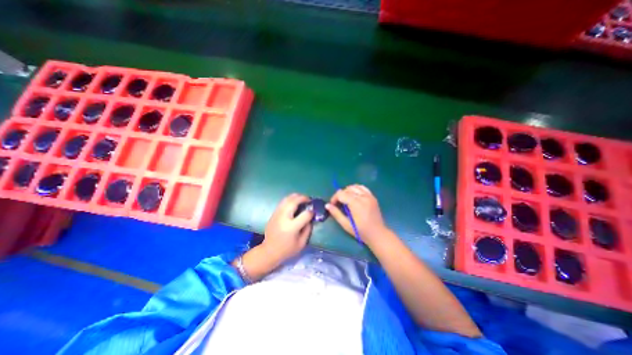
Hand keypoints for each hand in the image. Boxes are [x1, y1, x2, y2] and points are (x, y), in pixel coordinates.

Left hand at [259, 194, 312, 266]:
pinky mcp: (273, 214)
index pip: (305, 214)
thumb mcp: (301, 243)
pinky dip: (290, 200)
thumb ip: (308, 229)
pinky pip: (282, 202)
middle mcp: (283, 218)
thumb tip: (310, 217)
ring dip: (296, 197)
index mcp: (291, 227)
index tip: (313, 212)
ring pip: (287, 199)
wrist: (269, 251)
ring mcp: (277, 214)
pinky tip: (294, 203)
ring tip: (302, 199)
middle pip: (294, 201)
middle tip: (309, 200)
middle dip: (303, 198)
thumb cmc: (287, 249)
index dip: (311, 212)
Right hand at [325, 185, 390, 245]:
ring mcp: (369, 196)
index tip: (333, 205)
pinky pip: (362, 188)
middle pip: (347, 189)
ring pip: (354, 186)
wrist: (378, 234)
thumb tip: (327, 205)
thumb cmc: (361, 231)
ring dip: (348, 191)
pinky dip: (356, 189)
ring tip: (346, 200)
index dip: (334, 198)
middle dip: (340, 195)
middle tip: (339, 204)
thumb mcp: (346, 224)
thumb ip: (336, 213)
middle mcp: (363, 197)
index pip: (341, 193)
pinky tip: (354, 196)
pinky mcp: (372, 197)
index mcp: (356, 204)